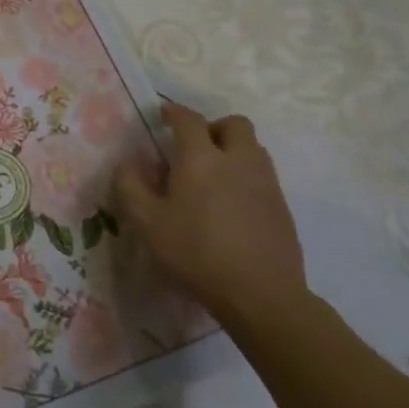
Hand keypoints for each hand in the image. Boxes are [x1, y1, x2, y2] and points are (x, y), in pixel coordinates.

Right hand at [111, 102, 305, 325]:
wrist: (261, 294)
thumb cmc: (195, 253)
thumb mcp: (147, 223)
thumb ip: (130, 187)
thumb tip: (126, 164)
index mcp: (201, 159)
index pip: (189, 120)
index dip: (174, 113)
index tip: (163, 115)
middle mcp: (237, 161)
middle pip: (234, 124)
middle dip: (213, 127)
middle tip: (194, 147)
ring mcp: (266, 183)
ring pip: (253, 149)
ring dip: (232, 151)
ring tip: (212, 177)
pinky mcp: (282, 208)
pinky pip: (263, 176)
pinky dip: (245, 177)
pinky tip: (230, 206)